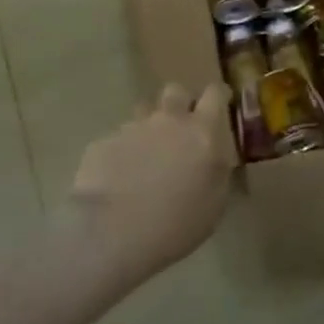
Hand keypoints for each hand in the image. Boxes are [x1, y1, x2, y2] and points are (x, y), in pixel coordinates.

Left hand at [70, 82, 234, 281]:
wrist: (112, 232)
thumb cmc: (174, 224)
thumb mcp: (213, 205)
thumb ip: (216, 171)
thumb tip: (213, 158)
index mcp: (201, 132)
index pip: (215, 94)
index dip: (218, 96)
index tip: (220, 104)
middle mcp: (168, 120)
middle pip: (176, 91)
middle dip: (179, 104)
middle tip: (180, 130)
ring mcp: (132, 127)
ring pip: (144, 113)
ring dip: (149, 128)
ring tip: (145, 158)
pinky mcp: (104, 141)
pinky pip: (118, 139)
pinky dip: (122, 153)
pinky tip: (117, 180)